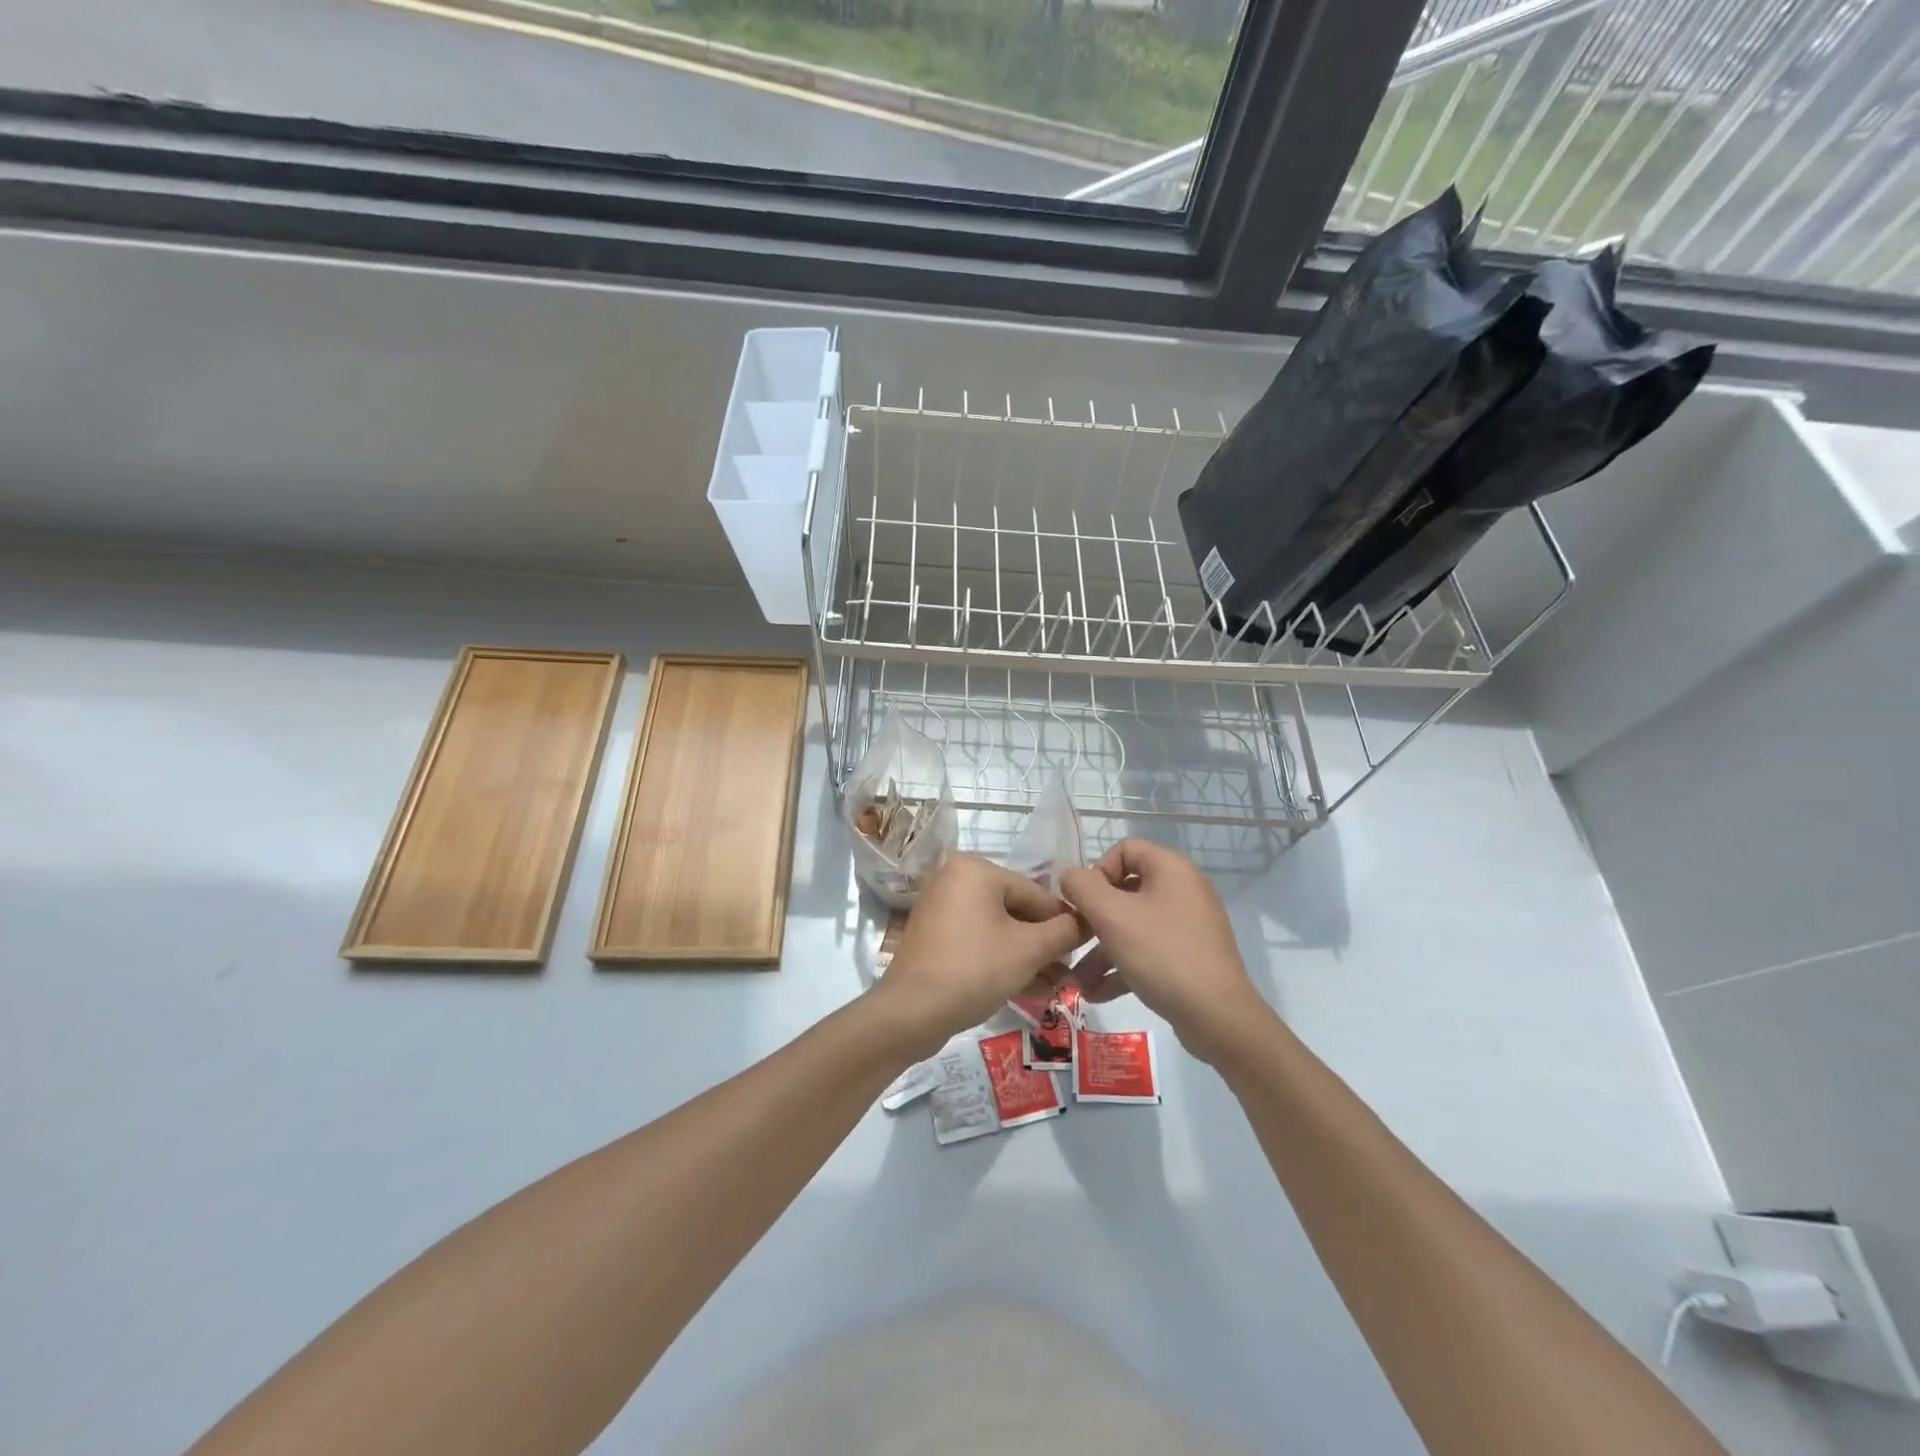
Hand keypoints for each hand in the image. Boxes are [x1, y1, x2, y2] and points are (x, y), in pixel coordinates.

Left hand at [875, 854, 1084, 1055]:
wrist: (912, 1011)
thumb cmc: (975, 968)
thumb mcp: (1029, 949)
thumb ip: (1063, 931)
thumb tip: (1085, 922)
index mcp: (976, 869)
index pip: (1035, 893)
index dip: (1063, 922)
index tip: (1084, 948)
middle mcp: (954, 879)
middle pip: (1015, 910)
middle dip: (1043, 944)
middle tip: (1068, 973)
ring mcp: (940, 908)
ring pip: (997, 929)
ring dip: (1026, 957)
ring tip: (1054, 987)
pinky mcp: (934, 936)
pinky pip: (977, 941)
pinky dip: (1001, 960)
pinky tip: (1028, 989)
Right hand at [1060, 839, 1268, 1062]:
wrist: (1218, 1017)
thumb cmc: (1162, 954)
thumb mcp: (1112, 916)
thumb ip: (1082, 888)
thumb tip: (1070, 877)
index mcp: (1171, 869)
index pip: (1125, 849)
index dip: (1096, 871)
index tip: (1081, 902)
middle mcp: (1183, 891)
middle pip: (1125, 891)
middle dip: (1092, 920)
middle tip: (1072, 941)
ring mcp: (1188, 926)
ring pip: (1133, 926)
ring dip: (1101, 951)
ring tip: (1077, 981)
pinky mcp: (1189, 957)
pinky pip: (1148, 951)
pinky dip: (1122, 967)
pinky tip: (1097, 993)